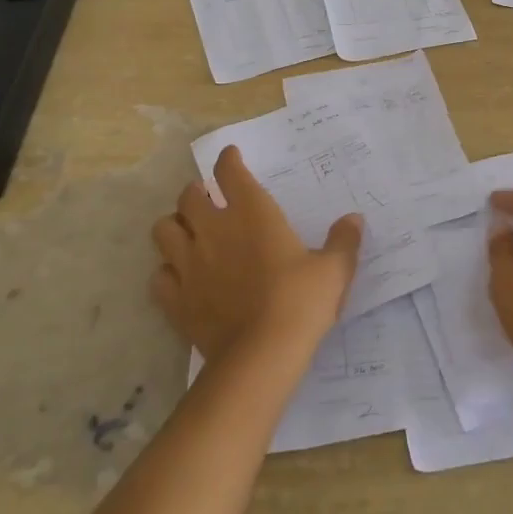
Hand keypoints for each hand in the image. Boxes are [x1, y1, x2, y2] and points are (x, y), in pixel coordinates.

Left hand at [151, 146, 362, 359]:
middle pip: (188, 196)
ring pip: (163, 230)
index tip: (231, 157)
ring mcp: (189, 265)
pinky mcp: (176, 300)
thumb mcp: (333, 270)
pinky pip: (159, 276)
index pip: (230, 172)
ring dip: (175, 226)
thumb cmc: (300, 302)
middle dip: (196, 192)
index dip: (228, 160)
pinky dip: (168, 272)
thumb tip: (353, 219)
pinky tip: (181, 278)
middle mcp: (213, 230)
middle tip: (210, 199)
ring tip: (189, 234)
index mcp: (252, 213)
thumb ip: (343, 241)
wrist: (261, 356)